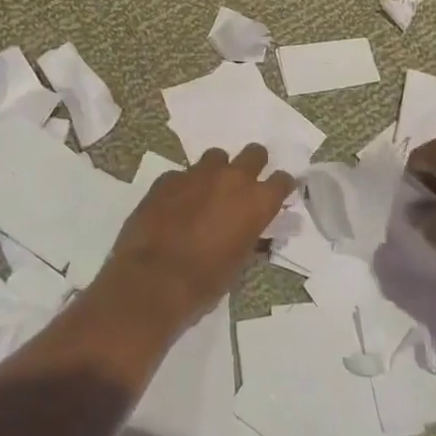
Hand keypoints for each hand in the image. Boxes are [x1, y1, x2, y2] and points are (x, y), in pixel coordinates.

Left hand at [95, 144, 297, 331]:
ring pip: (216, 157)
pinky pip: (183, 174)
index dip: (281, 187)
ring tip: (208, 192)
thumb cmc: (204, 282)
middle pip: (254, 153)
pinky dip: (185, 186)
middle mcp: (232, 179)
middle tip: (244, 184)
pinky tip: (175, 205)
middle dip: (253, 165)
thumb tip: (251, 230)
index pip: (283, 181)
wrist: (152, 280)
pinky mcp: (168, 179)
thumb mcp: (238, 263)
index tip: (277, 195)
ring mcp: (198, 174)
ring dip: (217, 171)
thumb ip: (249, 236)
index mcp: (257, 202)